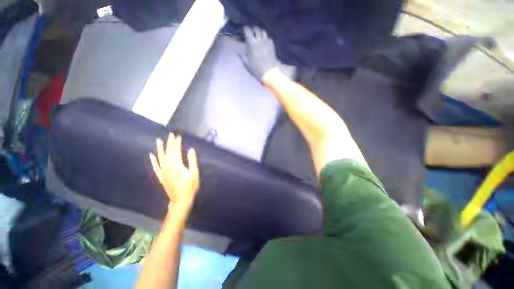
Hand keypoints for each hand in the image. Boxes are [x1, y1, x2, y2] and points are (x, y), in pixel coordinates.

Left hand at [150, 133, 199, 215]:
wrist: (181, 200)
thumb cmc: (190, 186)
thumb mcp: (194, 172)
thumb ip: (192, 160)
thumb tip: (191, 149)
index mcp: (176, 165)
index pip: (176, 150)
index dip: (177, 143)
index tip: (178, 136)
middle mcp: (168, 166)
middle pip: (168, 152)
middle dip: (169, 143)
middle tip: (170, 134)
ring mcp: (163, 172)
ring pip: (160, 158)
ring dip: (160, 149)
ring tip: (159, 140)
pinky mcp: (161, 177)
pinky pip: (155, 167)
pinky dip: (153, 161)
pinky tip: (151, 155)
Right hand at [240, 26, 280, 81]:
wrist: (269, 71)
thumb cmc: (257, 68)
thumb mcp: (247, 64)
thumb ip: (243, 57)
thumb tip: (239, 53)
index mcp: (252, 43)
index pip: (248, 32)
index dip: (246, 29)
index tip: (245, 29)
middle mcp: (259, 40)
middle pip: (257, 30)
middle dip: (254, 29)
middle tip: (252, 31)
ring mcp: (267, 42)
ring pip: (263, 32)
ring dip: (260, 32)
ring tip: (259, 35)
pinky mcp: (272, 45)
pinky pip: (269, 38)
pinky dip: (266, 38)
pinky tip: (265, 41)